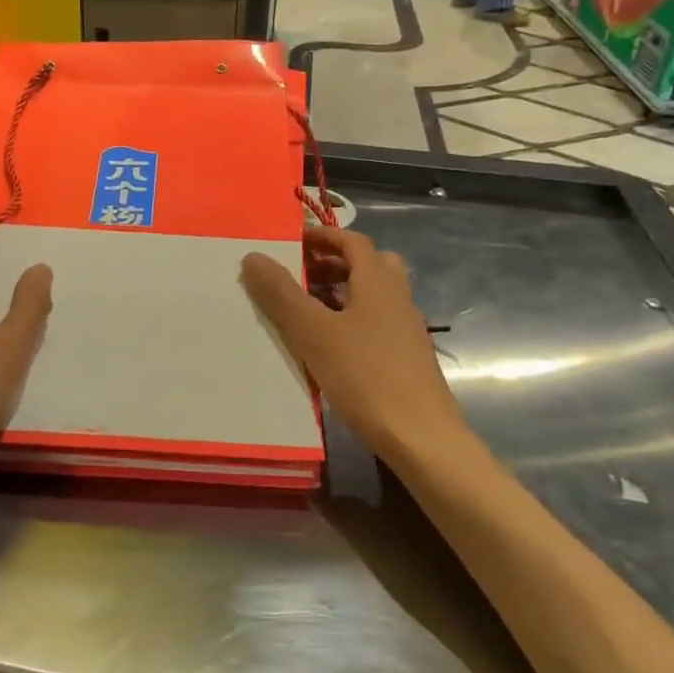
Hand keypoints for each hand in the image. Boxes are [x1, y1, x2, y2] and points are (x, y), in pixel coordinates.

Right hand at [240, 226, 464, 464]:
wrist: (420, 436)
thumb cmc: (365, 376)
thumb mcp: (313, 332)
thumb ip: (281, 293)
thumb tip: (253, 256)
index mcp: (379, 281)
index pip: (353, 241)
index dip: (323, 236)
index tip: (292, 241)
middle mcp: (398, 297)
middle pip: (368, 264)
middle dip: (333, 262)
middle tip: (300, 274)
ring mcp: (406, 328)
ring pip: (374, 294)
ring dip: (342, 291)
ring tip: (308, 309)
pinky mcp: (407, 356)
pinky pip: (377, 321)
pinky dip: (352, 318)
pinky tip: (331, 345)